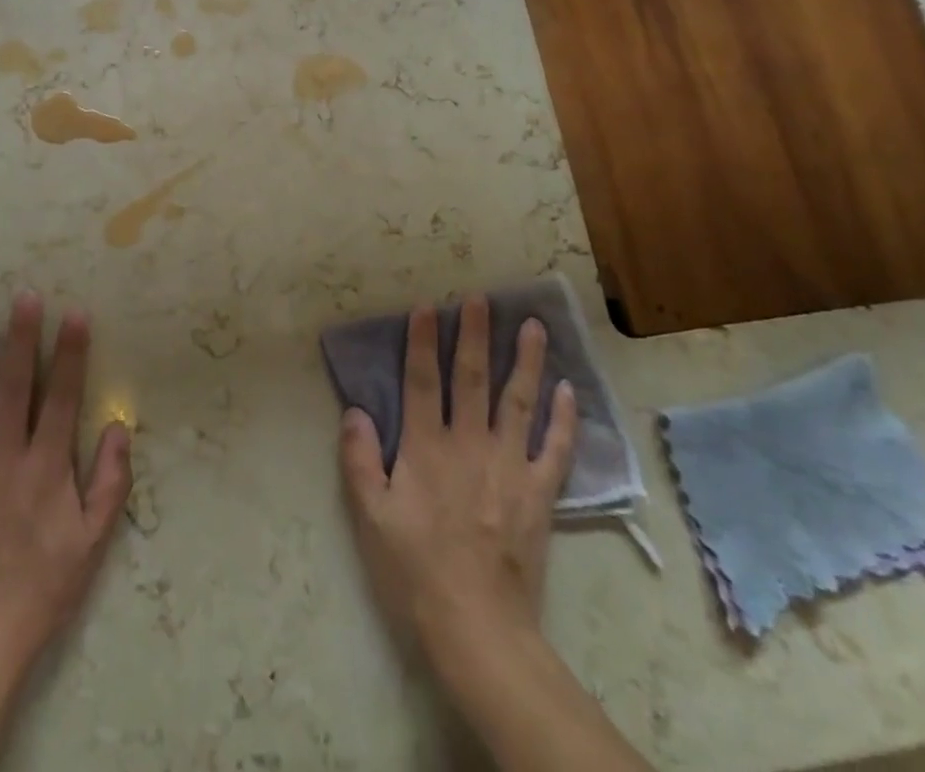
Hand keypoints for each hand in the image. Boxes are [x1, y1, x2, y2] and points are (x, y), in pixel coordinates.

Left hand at [0, 292, 133, 675]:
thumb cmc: (42, 586)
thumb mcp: (93, 542)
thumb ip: (111, 483)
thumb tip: (121, 427)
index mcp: (47, 466)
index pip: (62, 395)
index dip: (70, 352)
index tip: (74, 313)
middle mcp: (6, 455)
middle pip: (14, 384)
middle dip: (21, 336)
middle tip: (24, 295)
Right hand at [338, 299, 577, 666]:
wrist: (478, 627)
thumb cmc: (415, 569)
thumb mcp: (369, 516)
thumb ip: (359, 458)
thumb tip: (356, 409)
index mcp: (426, 446)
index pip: (422, 379)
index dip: (423, 340)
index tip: (428, 305)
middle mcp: (469, 444)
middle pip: (472, 378)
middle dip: (475, 334)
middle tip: (480, 298)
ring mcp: (510, 467)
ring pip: (519, 402)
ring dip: (526, 361)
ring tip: (533, 325)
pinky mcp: (539, 494)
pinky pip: (556, 449)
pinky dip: (564, 419)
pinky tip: (568, 391)